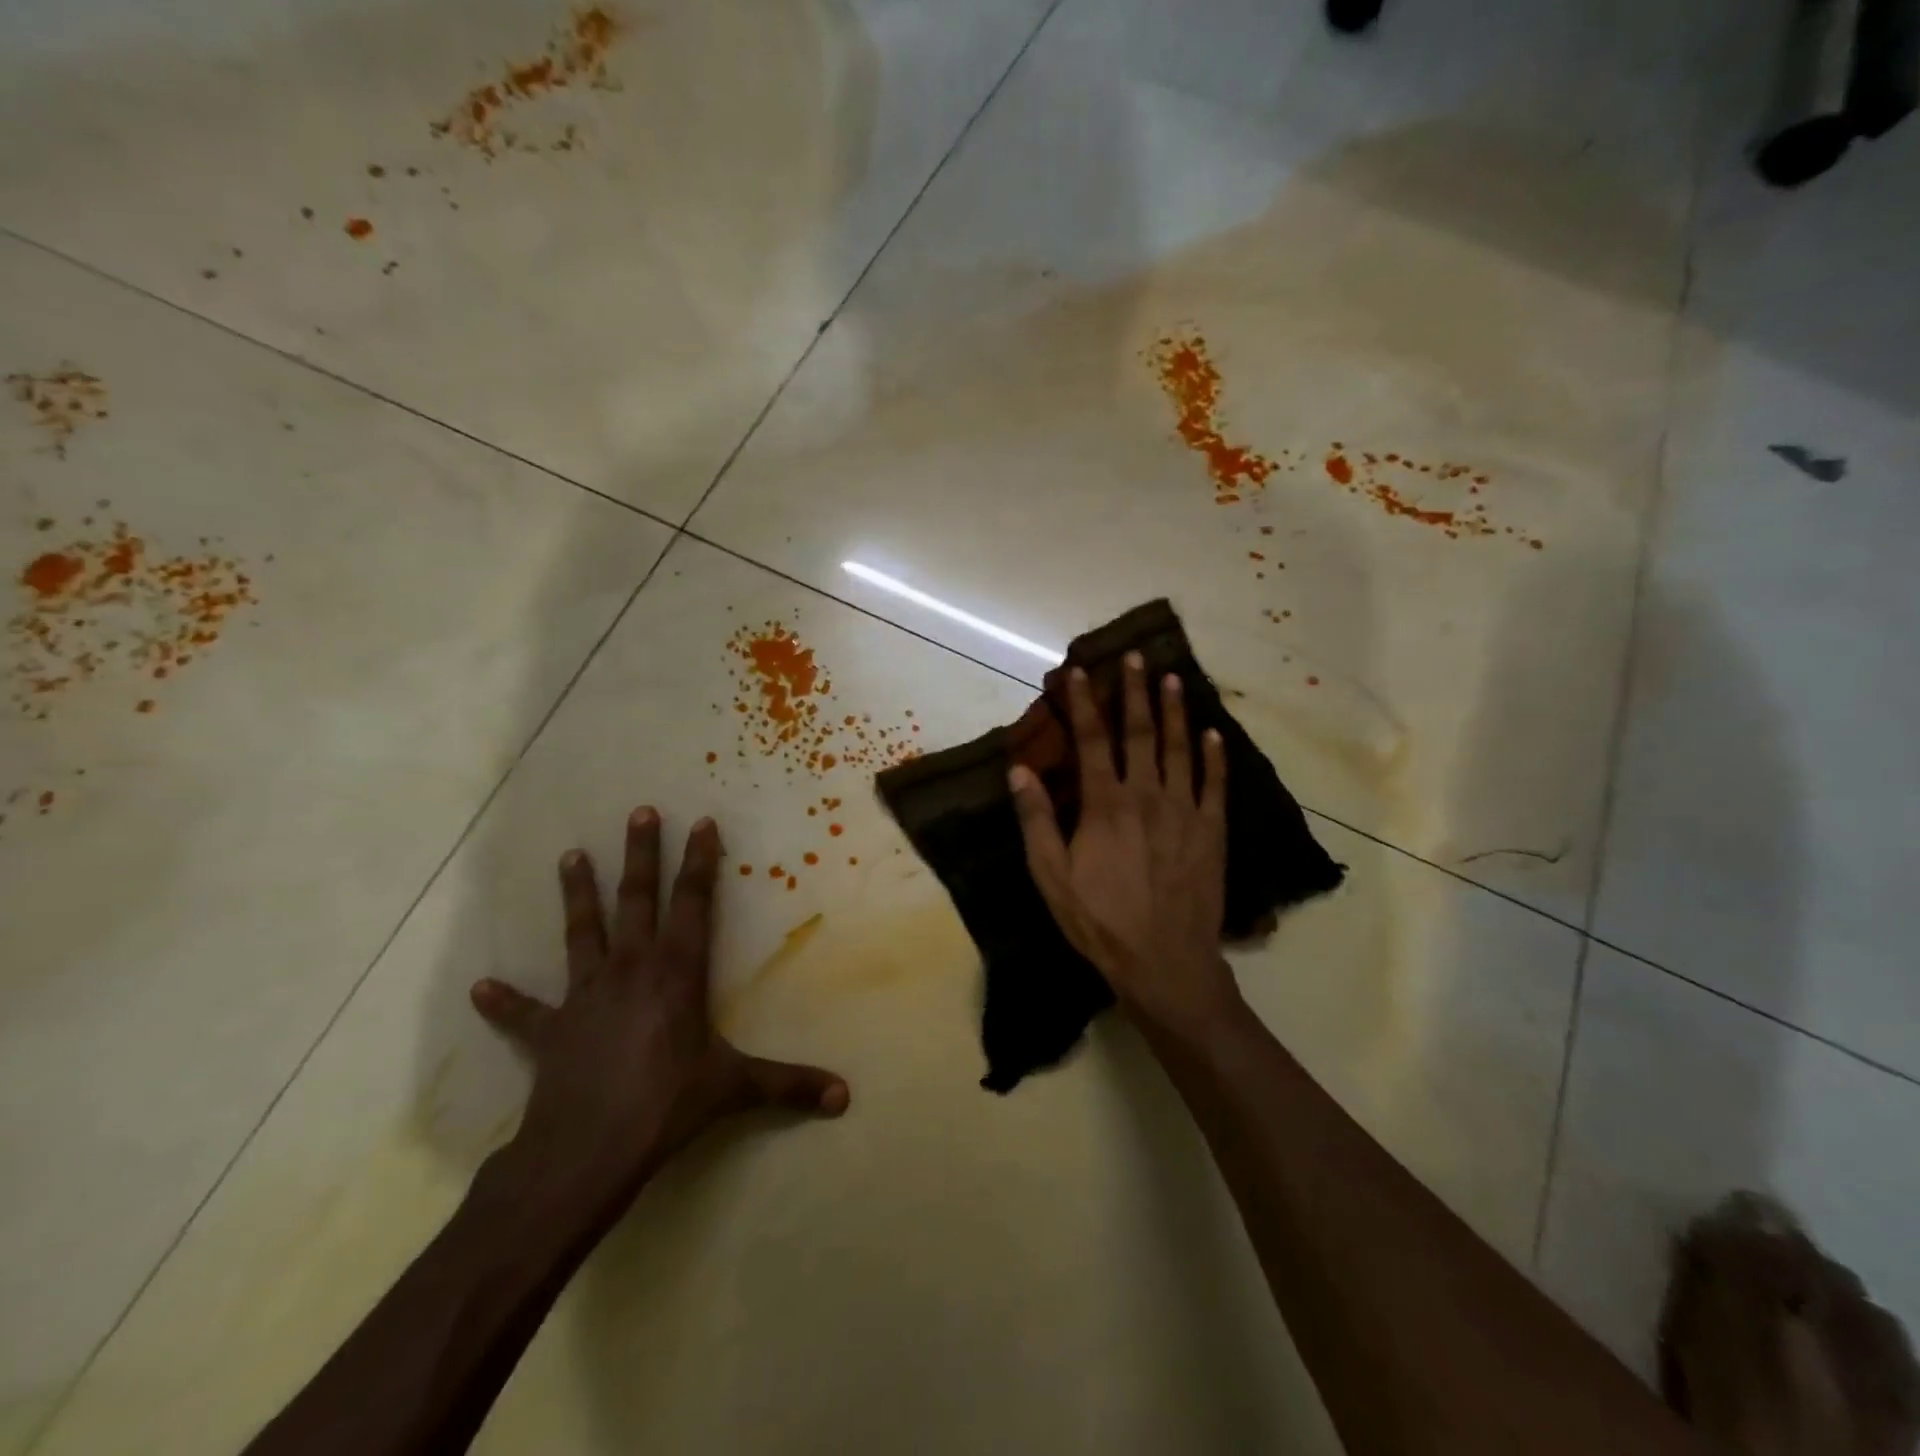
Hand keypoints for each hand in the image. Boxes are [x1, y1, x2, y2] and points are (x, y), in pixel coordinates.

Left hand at [471, 808, 848, 1217]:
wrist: (585, 1152)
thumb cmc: (666, 1105)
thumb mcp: (734, 1089)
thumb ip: (788, 1085)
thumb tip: (844, 1097)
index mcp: (676, 972)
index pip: (692, 903)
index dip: (699, 862)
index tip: (701, 823)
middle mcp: (630, 969)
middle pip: (635, 900)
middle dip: (640, 855)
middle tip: (640, 813)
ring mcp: (585, 996)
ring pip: (581, 933)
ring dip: (577, 894)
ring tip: (569, 856)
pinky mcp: (551, 1031)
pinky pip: (525, 1013)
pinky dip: (505, 1001)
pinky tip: (480, 988)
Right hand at [1010, 654, 1239, 1032]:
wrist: (1164, 961)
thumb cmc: (1099, 920)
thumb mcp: (1051, 876)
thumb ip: (1036, 820)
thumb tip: (1019, 771)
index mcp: (1105, 804)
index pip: (1092, 740)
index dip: (1084, 703)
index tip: (1080, 671)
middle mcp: (1147, 795)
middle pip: (1140, 733)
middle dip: (1135, 692)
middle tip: (1135, 657)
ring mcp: (1184, 810)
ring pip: (1180, 748)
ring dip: (1175, 711)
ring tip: (1173, 678)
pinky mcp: (1211, 830)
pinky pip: (1215, 784)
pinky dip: (1214, 756)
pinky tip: (1213, 733)